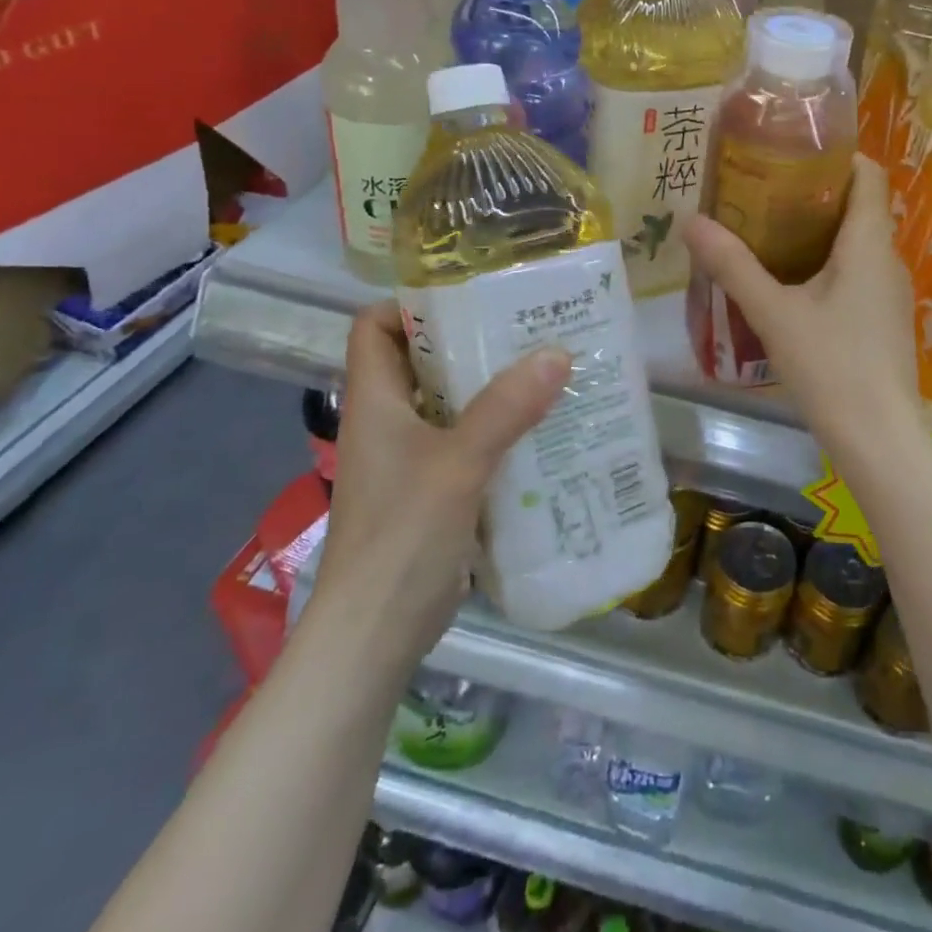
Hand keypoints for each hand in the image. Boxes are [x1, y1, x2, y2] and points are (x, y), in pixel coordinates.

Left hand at [311, 304, 570, 657]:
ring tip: (547, 369)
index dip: (411, 304)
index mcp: (375, 402)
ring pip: (451, 403)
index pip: (374, 327)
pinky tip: (543, 428)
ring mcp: (411, 458)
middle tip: (528, 327)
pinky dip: (500, 429)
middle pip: (422, 361)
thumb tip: (557, 352)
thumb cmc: (402, 538)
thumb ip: (506, 409)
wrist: (375, 636)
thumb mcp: (457, 464)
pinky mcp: (434, 490)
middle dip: (471, 341)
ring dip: (493, 387)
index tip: (469, 296)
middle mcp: (389, 422)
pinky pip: (468, 442)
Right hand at [684, 155, 923, 463]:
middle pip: (858, 207)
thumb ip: (733, 266)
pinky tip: (788, 285)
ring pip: (854, 245)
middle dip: (813, 194)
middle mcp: (887, 260)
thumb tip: (690, 221)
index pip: (868, 175)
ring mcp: (888, 294)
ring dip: (816, 233)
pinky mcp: (882, 322)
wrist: (879, 440)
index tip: (791, 150)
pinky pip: (854, 276)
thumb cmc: (831, 366)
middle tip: (761, 190)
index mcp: (868, 244)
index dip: (837, 154)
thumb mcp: (774, 313)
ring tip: (765, 232)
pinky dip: (824, 267)